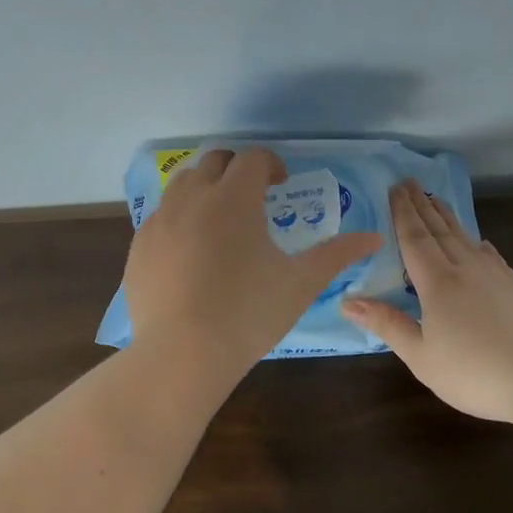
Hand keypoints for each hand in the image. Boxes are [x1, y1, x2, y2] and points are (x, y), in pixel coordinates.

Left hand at [123, 148, 381, 373]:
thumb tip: (373, 237)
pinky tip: (191, 251)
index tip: (281, 184)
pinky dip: (180, 217)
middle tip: (254, 196)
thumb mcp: (300, 283)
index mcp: (234, 198)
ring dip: (205, 188)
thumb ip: (337, 254)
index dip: (271, 164)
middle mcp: (193, 198)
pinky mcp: (139, 245)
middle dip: (236, 170)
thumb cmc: (249, 313)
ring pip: (182, 183)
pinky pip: (161, 215)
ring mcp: (160, 220)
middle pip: (214, 161)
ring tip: (220, 219)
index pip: (253, 158)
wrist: (182, 354)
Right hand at [342, 180, 512, 424]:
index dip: (403, 213)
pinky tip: (481, 243)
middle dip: (422, 206)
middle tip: (409, 182)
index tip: (394, 189)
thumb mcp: (422, 357)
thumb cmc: (476, 372)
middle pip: (439, 231)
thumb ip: (387, 325)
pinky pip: (492, 257)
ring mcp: (498, 278)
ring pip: (467, 238)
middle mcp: (466, 270)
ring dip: (449, 217)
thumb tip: (348, 301)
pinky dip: (480, 244)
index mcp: (438, 283)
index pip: (415, 239)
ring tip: (437, 200)